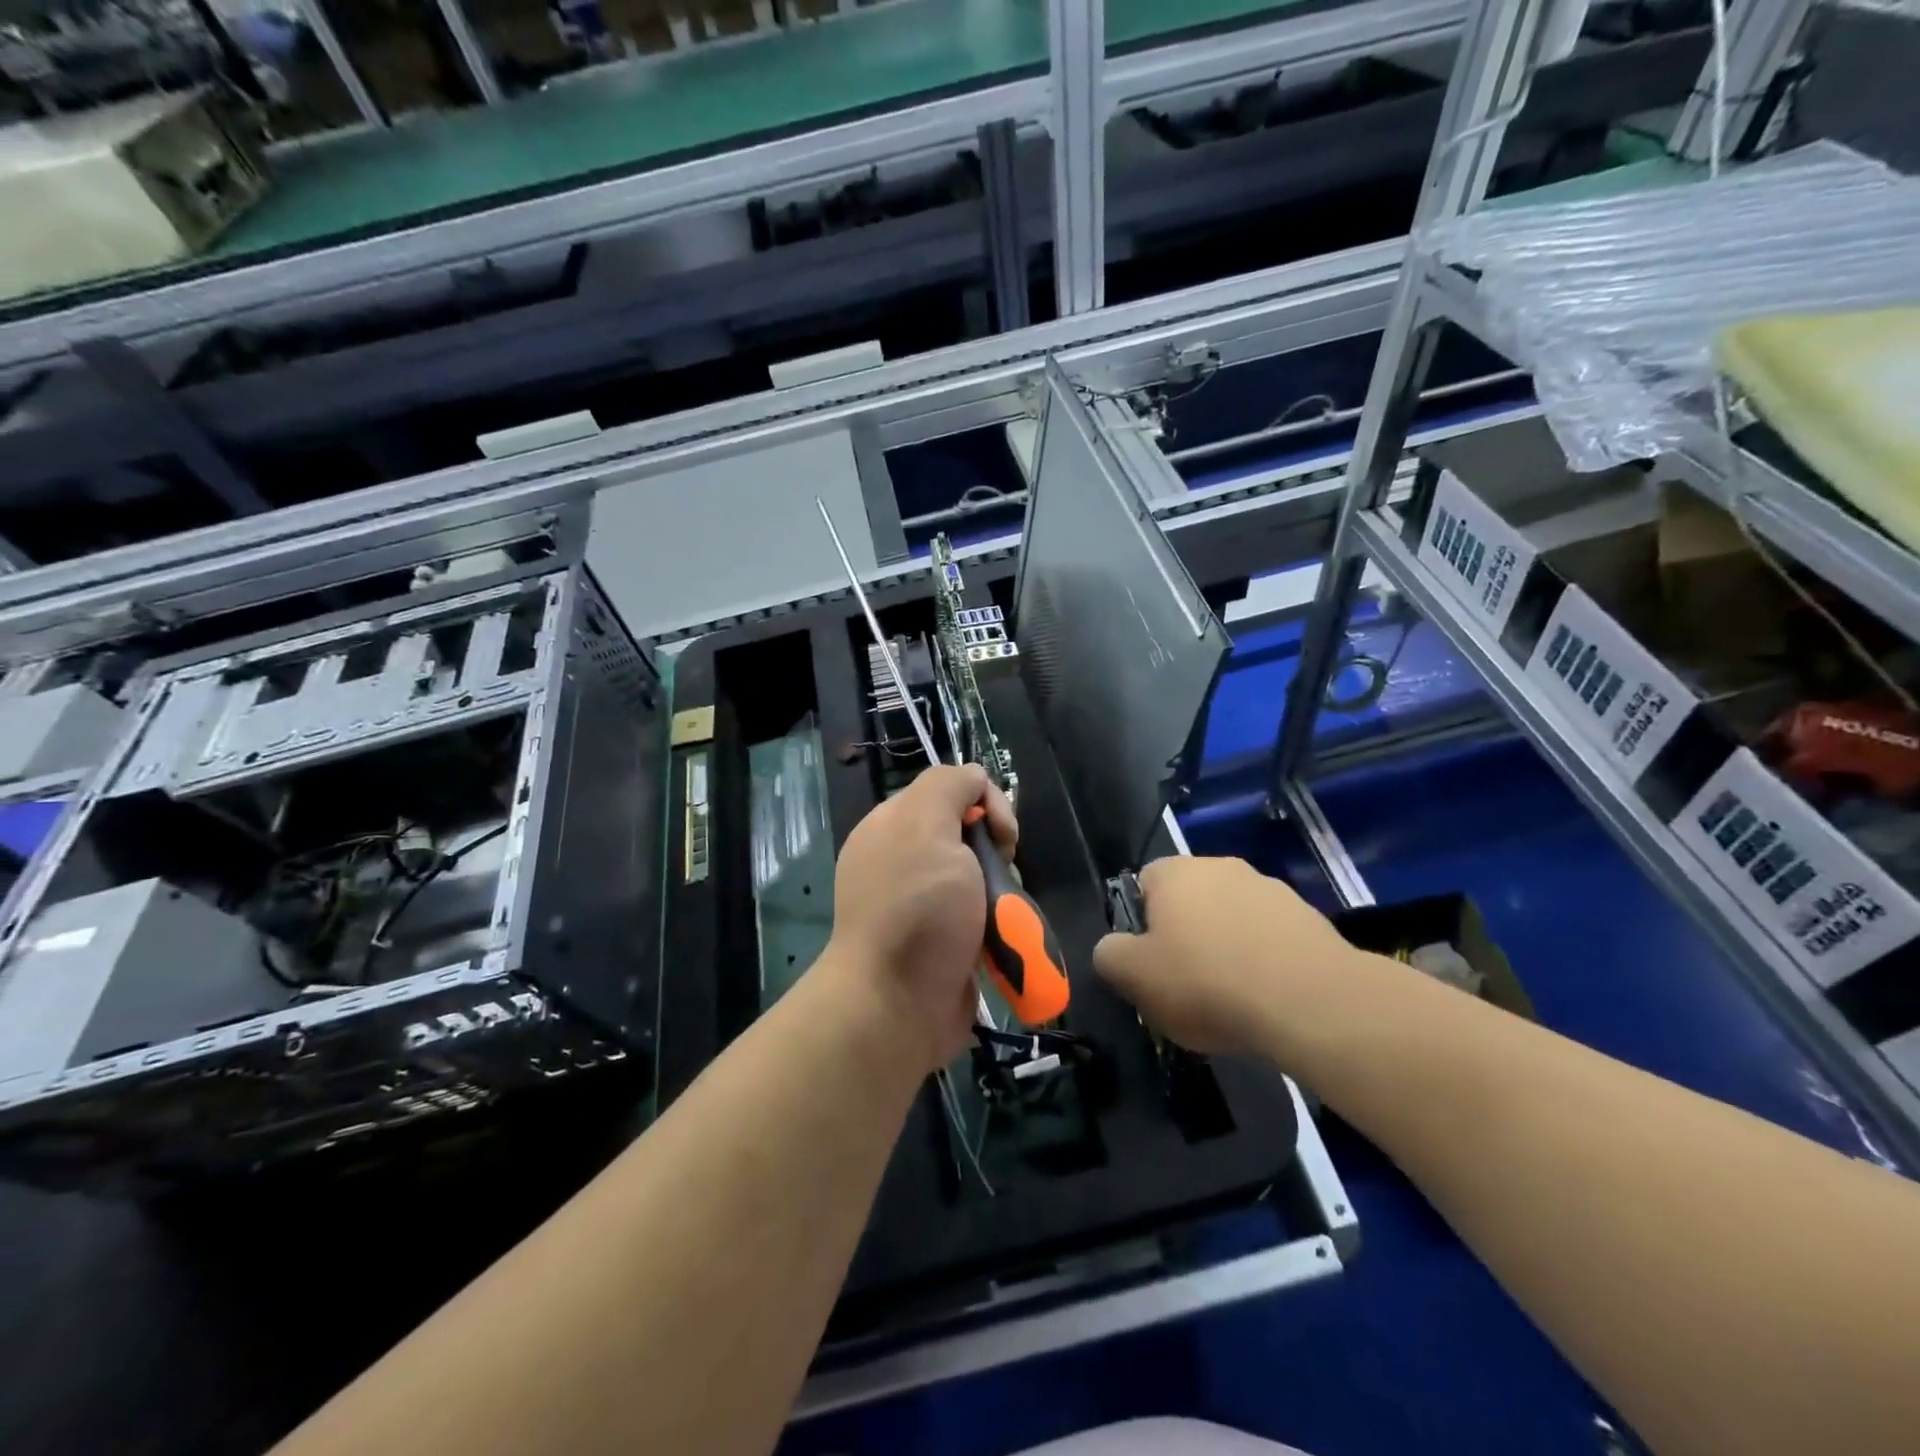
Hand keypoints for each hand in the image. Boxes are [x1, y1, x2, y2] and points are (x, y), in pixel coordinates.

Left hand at [825, 764, 1017, 1072]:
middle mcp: (903, 860)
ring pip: (981, 878)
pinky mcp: (941, 943)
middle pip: (971, 835)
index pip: (953, 789)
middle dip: (997, 852)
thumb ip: (949, 786)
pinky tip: (1001, 940)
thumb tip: (974, 781)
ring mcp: (922, 905)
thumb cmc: (916, 909)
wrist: (896, 1005)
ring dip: (1001, 894)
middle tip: (999, 876)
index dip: (987, 803)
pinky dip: (997, 926)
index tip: (1001, 836)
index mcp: (893, 825)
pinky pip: (980, 917)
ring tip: (1003, 917)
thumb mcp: (925, 824)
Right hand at [1093, 855, 1365, 1056]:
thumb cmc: (1207, 982)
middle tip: (1185, 986)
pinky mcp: (1308, 918)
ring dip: (1226, 948)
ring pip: (1231, 919)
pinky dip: (1263, 962)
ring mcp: (1270, 889)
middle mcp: (1222, 866)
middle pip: (1189, 901)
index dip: (1141, 926)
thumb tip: (1112, 949)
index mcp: (1175, 871)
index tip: (1149, 965)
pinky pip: (1270, 938)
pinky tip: (1267, 999)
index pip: (1142, 885)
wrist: (1311, 1002)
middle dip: (1185, 937)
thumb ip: (1109, 955)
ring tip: (1231, 1000)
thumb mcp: (1134, 976)